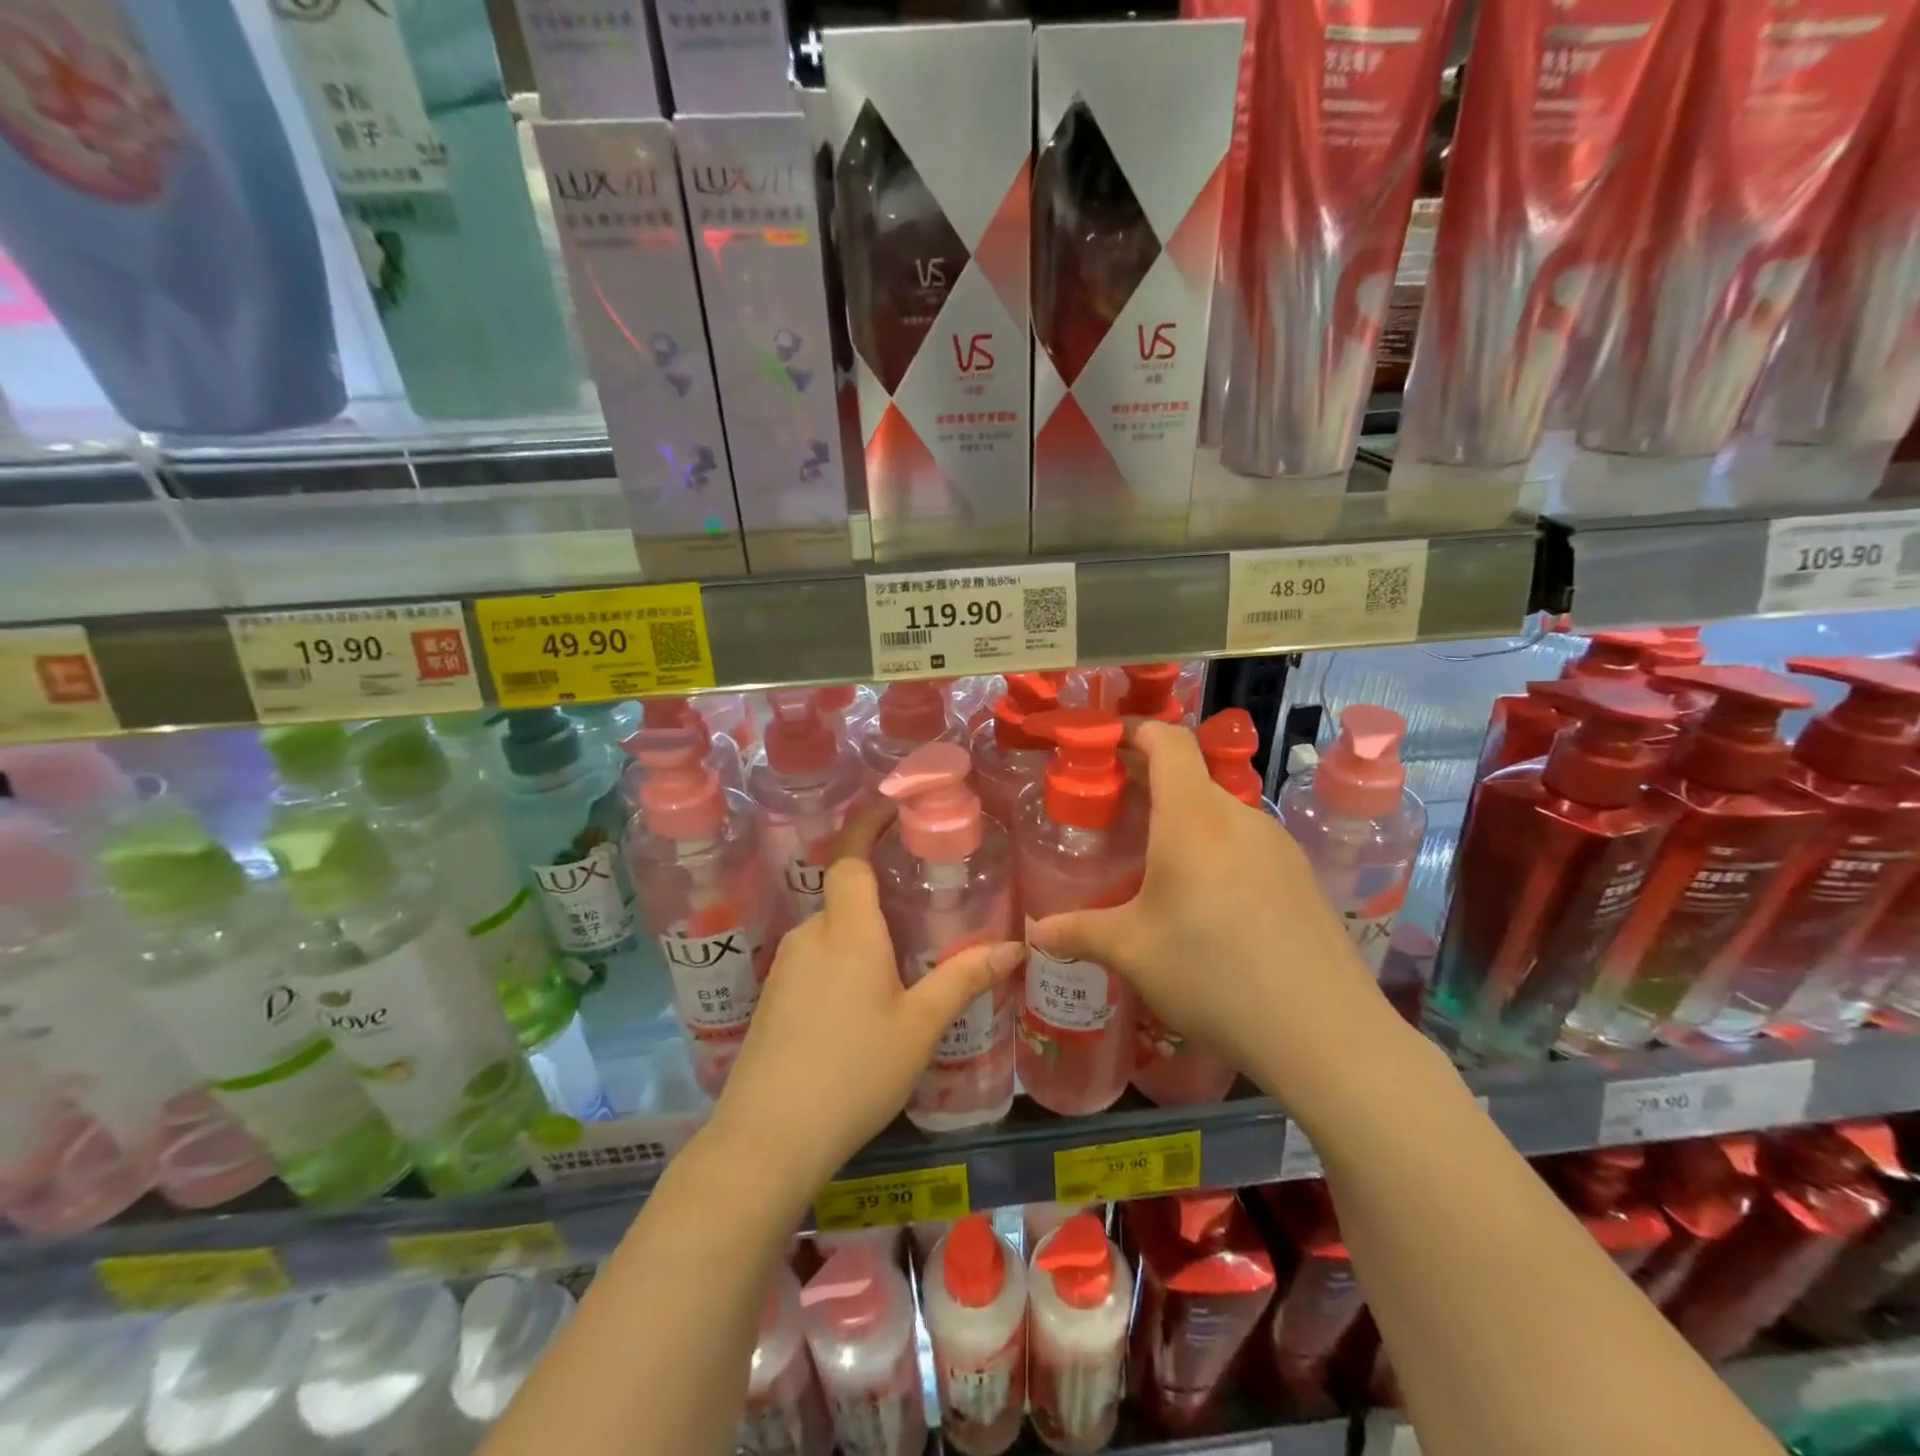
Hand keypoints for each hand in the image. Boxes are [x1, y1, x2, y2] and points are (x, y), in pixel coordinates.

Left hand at [711, 802, 1023, 1191]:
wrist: (767, 1139)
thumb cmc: (854, 1071)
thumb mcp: (920, 1026)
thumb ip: (964, 979)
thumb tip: (1015, 947)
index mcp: (847, 930)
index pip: (850, 856)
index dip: (868, 825)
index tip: (891, 807)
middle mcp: (810, 936)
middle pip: (845, 896)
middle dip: (879, 895)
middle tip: (921, 911)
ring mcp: (785, 968)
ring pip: (831, 933)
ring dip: (862, 936)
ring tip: (901, 964)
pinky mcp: (773, 999)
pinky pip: (814, 962)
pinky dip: (842, 963)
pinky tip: (862, 1005)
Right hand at [1029, 721, 1413, 1116]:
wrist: (1325, 1034)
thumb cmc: (1213, 975)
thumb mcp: (1133, 953)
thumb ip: (1079, 932)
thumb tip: (1035, 932)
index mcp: (1193, 818)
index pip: (1168, 741)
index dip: (1134, 730)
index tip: (1103, 742)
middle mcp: (1239, 817)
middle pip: (1191, 776)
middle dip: (1149, 783)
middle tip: (1113, 812)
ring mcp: (1278, 845)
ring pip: (1220, 811)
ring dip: (1184, 820)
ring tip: (1155, 862)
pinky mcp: (1301, 875)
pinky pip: (1247, 842)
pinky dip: (1216, 848)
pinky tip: (1206, 900)